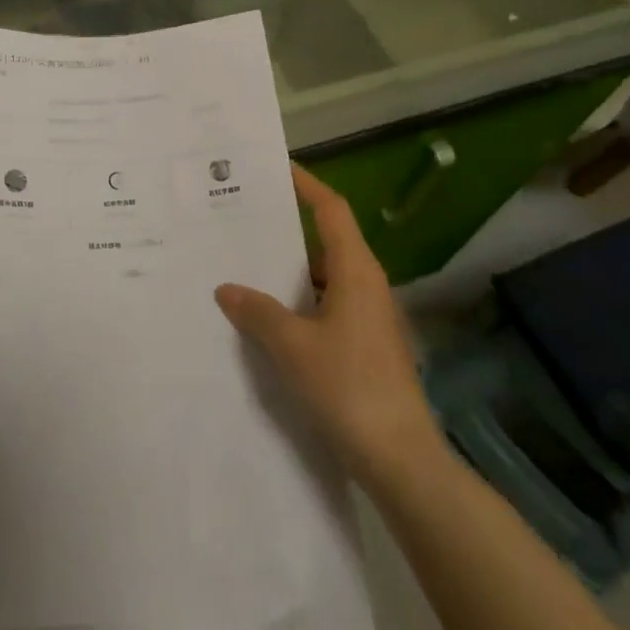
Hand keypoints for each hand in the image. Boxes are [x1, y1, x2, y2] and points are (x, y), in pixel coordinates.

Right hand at [216, 164, 446, 486]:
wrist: (402, 461)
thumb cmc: (350, 388)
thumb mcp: (292, 346)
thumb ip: (257, 311)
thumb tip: (227, 288)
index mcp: (356, 272)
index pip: (331, 210)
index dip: (306, 185)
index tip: (275, 168)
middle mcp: (366, 285)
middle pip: (324, 240)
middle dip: (285, 228)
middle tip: (242, 218)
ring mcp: (367, 318)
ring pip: (322, 277)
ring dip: (287, 270)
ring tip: (242, 264)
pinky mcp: (364, 346)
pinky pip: (324, 306)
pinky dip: (296, 301)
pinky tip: (265, 317)